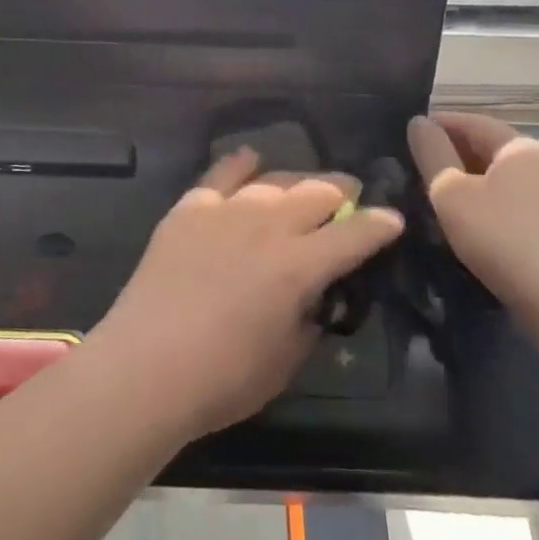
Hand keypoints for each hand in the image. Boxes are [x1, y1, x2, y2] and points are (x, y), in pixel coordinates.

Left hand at [88, 149, 403, 440]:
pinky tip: (250, 161)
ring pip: (275, 179)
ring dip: (299, 180)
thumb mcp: (286, 361)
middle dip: (342, 191)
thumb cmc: (222, 379)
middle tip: (350, 195)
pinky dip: (242, 164)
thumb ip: (308, 320)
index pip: (354, 234)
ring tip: (306, 185)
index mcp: (300, 265)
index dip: (380, 225)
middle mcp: (268, 225)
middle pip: (317, 191)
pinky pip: (222, 173)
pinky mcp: (190, 207)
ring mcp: (227, 209)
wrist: (145, 365)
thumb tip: (312, 298)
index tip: (393, 219)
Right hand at [407, 113, 538, 324]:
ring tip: (430, 195)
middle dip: (450, 153)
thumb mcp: (452, 192)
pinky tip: (463, 223)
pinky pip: (509, 203)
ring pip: (497, 179)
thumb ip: (431, 153)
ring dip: (465, 182)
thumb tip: (418, 122)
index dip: (437, 123)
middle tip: (411, 166)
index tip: (406, 133)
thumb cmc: (503, 236)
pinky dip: (483, 204)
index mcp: (519, 146)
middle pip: (486, 148)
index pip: (471, 121)